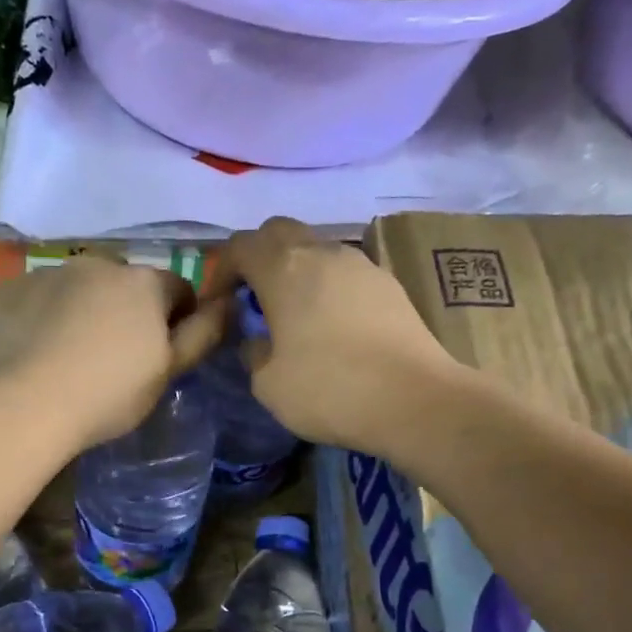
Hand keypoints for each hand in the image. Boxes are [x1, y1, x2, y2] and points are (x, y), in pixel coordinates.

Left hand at [0, 257, 228, 449]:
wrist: (25, 404)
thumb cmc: (109, 393)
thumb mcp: (167, 371)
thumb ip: (202, 334)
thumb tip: (228, 303)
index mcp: (143, 282)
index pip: (176, 289)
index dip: (176, 319)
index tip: (161, 352)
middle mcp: (97, 264)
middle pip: (123, 285)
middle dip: (125, 310)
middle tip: (112, 356)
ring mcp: (48, 273)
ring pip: (76, 289)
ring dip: (81, 309)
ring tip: (67, 355)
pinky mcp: (9, 289)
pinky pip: (36, 299)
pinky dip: (40, 316)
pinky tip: (33, 351)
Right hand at [215, 217, 461, 455]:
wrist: (414, 400)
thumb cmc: (329, 390)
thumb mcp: (268, 383)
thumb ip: (253, 351)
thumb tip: (258, 339)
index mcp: (283, 269)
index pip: (240, 245)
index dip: (221, 270)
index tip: (218, 303)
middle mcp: (321, 253)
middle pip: (279, 231)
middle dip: (259, 256)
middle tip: (252, 296)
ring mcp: (360, 264)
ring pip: (316, 247)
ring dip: (295, 269)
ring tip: (293, 311)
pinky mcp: (388, 283)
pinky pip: (344, 271)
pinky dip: (327, 285)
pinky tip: (331, 323)